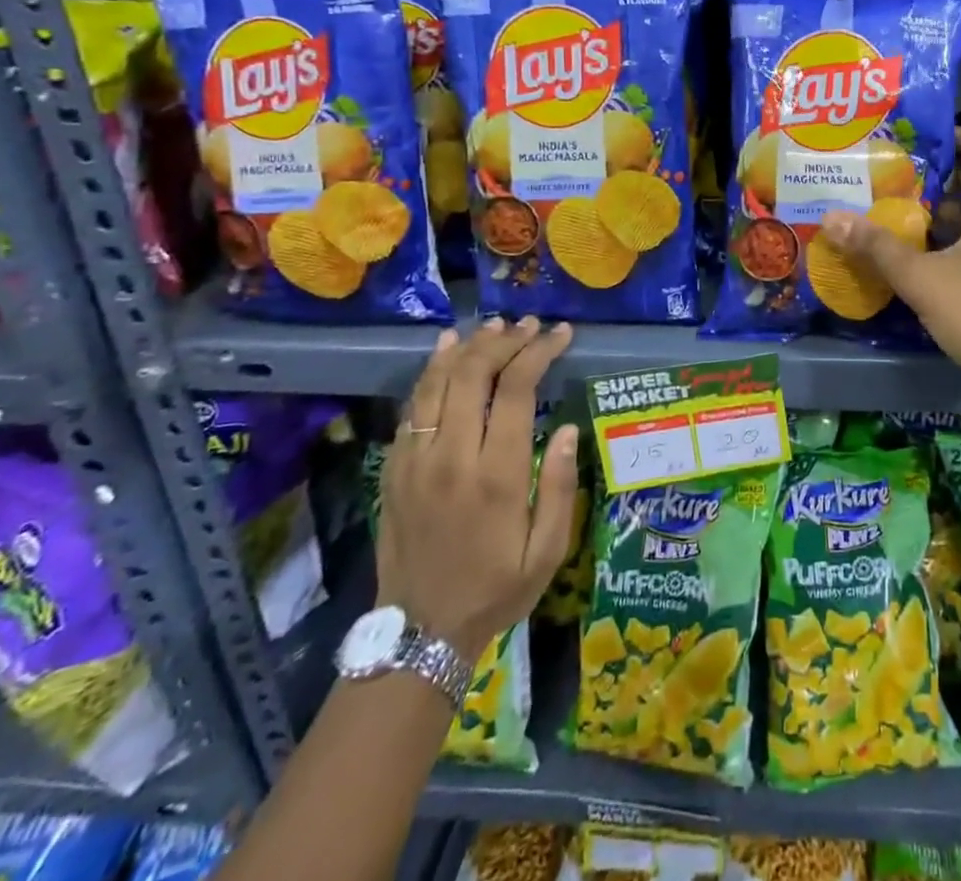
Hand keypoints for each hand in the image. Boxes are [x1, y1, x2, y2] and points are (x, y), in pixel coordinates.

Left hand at [378, 317, 579, 662]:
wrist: (419, 635)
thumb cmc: (496, 590)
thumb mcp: (547, 551)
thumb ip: (558, 486)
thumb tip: (566, 429)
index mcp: (496, 475)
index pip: (516, 389)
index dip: (539, 352)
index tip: (560, 334)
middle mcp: (452, 457)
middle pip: (474, 373)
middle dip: (505, 339)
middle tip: (530, 324)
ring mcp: (415, 460)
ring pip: (438, 382)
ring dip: (467, 346)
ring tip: (494, 325)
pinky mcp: (394, 468)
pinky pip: (412, 406)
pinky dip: (431, 371)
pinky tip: (447, 350)